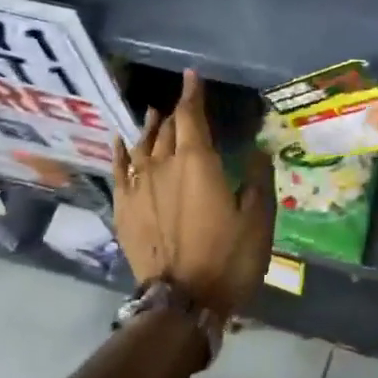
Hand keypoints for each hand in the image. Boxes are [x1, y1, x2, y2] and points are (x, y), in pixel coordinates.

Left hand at [113, 69, 275, 317]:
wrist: (182, 301)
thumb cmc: (228, 258)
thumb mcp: (258, 219)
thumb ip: (258, 178)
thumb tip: (258, 148)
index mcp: (197, 163)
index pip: (191, 116)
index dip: (192, 94)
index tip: (192, 76)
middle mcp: (163, 166)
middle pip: (167, 130)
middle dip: (176, 113)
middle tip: (182, 103)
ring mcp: (138, 188)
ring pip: (142, 147)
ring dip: (150, 128)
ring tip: (154, 115)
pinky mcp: (124, 210)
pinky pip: (120, 171)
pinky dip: (121, 153)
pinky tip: (121, 143)